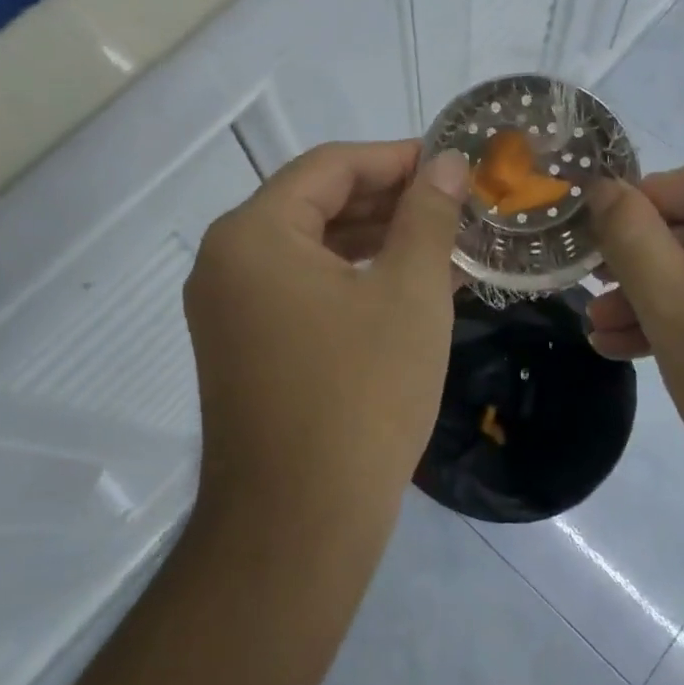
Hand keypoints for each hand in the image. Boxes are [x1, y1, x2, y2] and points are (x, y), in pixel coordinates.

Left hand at [183, 140, 469, 535]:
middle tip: (455, 202)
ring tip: (444, 240)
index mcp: (253, 234)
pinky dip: (354, 279)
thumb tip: (449, 163)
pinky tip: (408, 285)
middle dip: (390, 199)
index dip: (396, 157)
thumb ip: (428, 215)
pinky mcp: (245, 347)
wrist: (298, 527)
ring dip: (377, 240)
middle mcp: (227, 261)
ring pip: (312, 249)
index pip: (330, 166)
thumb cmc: (360, 395)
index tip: (451, 163)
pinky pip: (304, 289)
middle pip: (317, 204)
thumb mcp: (409, 292)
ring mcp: (231, 309)